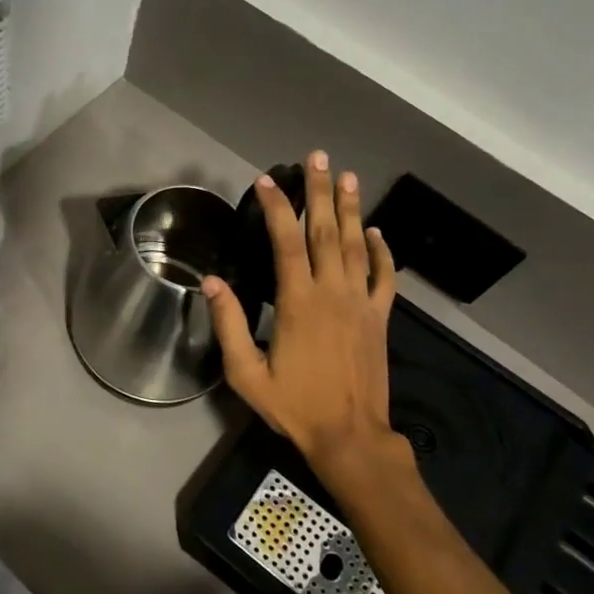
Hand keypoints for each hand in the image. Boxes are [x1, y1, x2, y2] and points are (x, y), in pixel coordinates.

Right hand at [202, 152, 406, 483]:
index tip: (267, 180)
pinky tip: (376, 230)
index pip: (286, 241)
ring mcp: (361, 303)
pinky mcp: (379, 318)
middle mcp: (332, 292)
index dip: (277, 207)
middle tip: (317, 157)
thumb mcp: (246, 373)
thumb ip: (228, 324)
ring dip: (351, 209)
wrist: (350, 436)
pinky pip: (384, 276)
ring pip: (356, 245)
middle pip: (325, 231)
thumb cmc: (294, 406)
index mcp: (298, 302)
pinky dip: (382, 250)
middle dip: (320, 191)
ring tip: (348, 176)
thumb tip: (210, 282)